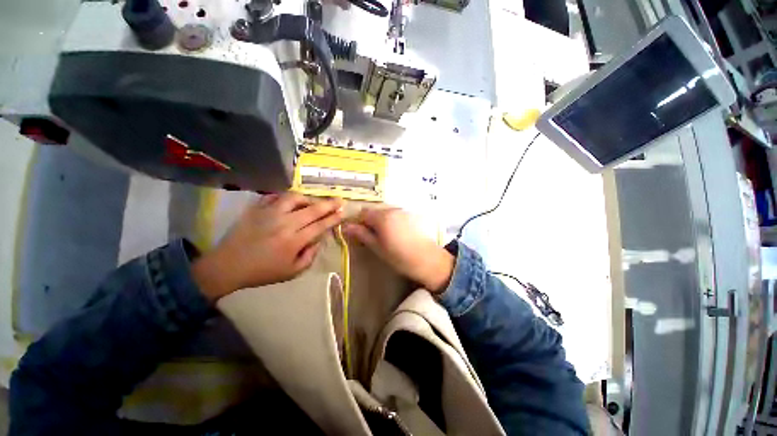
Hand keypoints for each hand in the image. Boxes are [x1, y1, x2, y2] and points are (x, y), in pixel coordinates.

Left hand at [193, 193, 343, 299]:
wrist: (228, 266)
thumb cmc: (263, 271)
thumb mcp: (292, 272)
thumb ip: (310, 256)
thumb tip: (319, 239)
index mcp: (294, 241)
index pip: (320, 225)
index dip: (333, 218)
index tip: (343, 212)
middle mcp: (285, 224)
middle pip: (312, 209)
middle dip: (329, 204)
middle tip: (339, 200)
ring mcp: (269, 213)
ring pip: (294, 198)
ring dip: (308, 198)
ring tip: (313, 202)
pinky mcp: (256, 209)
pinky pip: (274, 196)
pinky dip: (286, 197)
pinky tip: (291, 201)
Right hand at [344, 208, 454, 292]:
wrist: (427, 259)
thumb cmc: (399, 256)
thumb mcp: (377, 247)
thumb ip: (361, 234)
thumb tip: (345, 226)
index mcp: (382, 217)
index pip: (363, 213)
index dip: (358, 222)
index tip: (359, 234)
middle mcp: (392, 209)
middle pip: (374, 211)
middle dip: (369, 221)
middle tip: (372, 237)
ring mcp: (402, 211)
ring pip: (384, 212)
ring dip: (380, 221)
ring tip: (385, 236)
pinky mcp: (410, 215)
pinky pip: (395, 214)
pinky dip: (390, 221)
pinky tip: (396, 234)